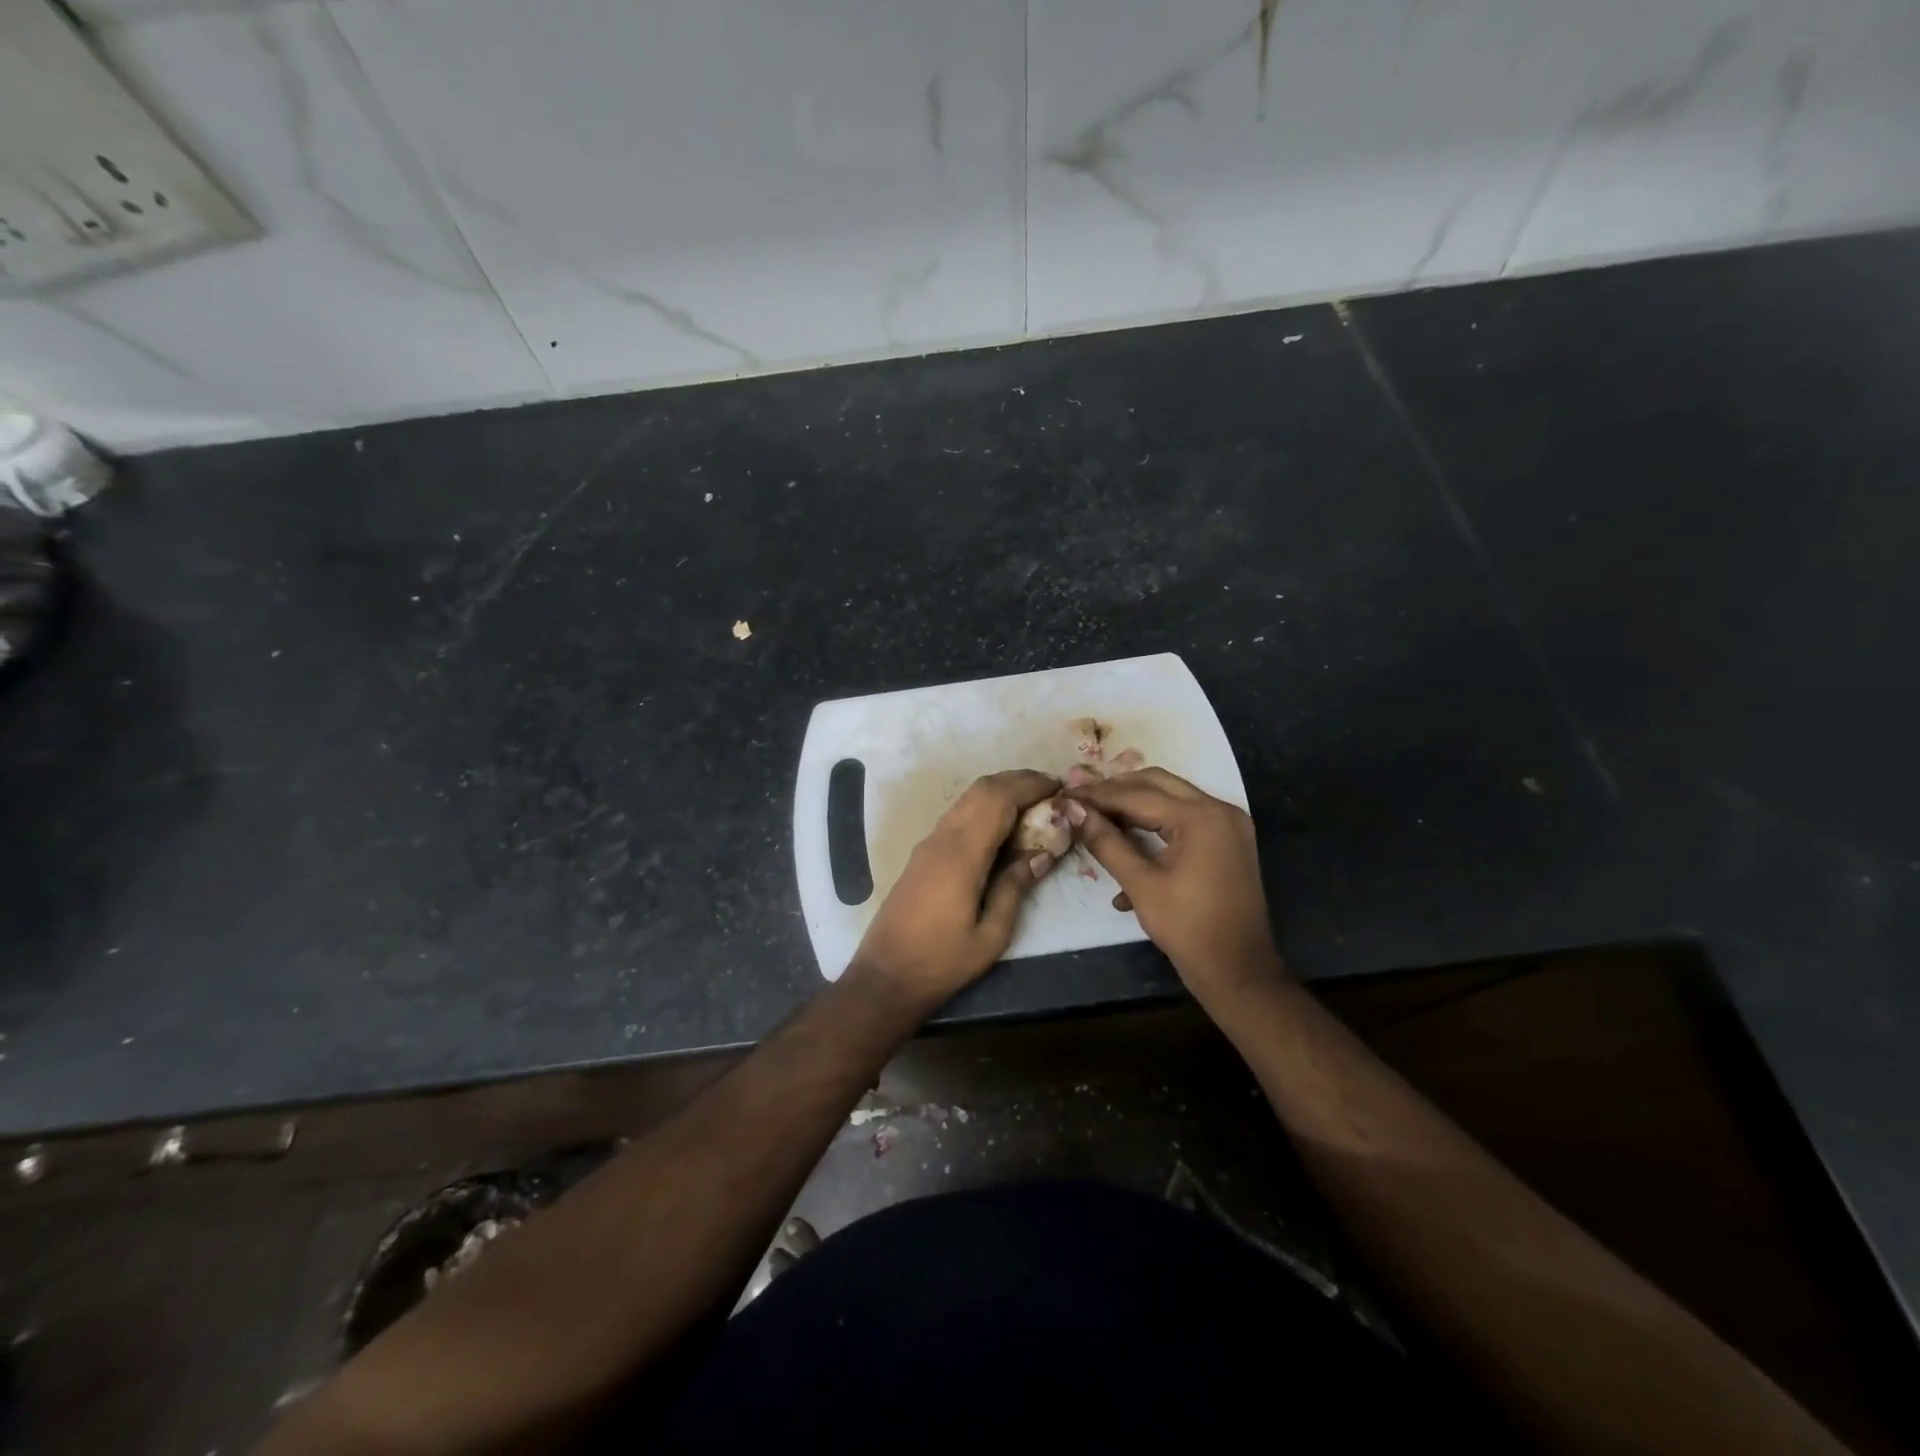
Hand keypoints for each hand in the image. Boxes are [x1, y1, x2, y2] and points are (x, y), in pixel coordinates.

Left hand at [847, 770, 1064, 1007]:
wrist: (886, 975)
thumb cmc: (942, 961)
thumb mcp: (991, 934)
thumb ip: (1016, 887)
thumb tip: (1043, 853)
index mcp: (962, 855)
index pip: (999, 799)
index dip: (1030, 786)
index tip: (1060, 788)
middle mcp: (943, 838)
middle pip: (982, 789)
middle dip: (1018, 781)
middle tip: (1051, 791)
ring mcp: (929, 843)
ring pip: (967, 798)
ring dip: (1001, 790)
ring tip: (1034, 803)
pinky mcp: (923, 853)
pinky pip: (958, 814)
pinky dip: (985, 806)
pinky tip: (1003, 825)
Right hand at [1064, 768, 1285, 1003]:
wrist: (1238, 970)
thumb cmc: (1187, 928)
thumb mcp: (1140, 884)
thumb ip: (1106, 842)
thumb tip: (1076, 812)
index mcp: (1200, 817)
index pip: (1138, 794)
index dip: (1098, 794)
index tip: (1067, 794)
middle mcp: (1219, 810)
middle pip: (1158, 784)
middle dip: (1118, 791)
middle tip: (1084, 800)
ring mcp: (1229, 824)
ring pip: (1172, 799)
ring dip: (1136, 807)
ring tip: (1100, 819)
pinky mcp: (1229, 841)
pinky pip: (1186, 821)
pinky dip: (1158, 828)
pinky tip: (1130, 852)